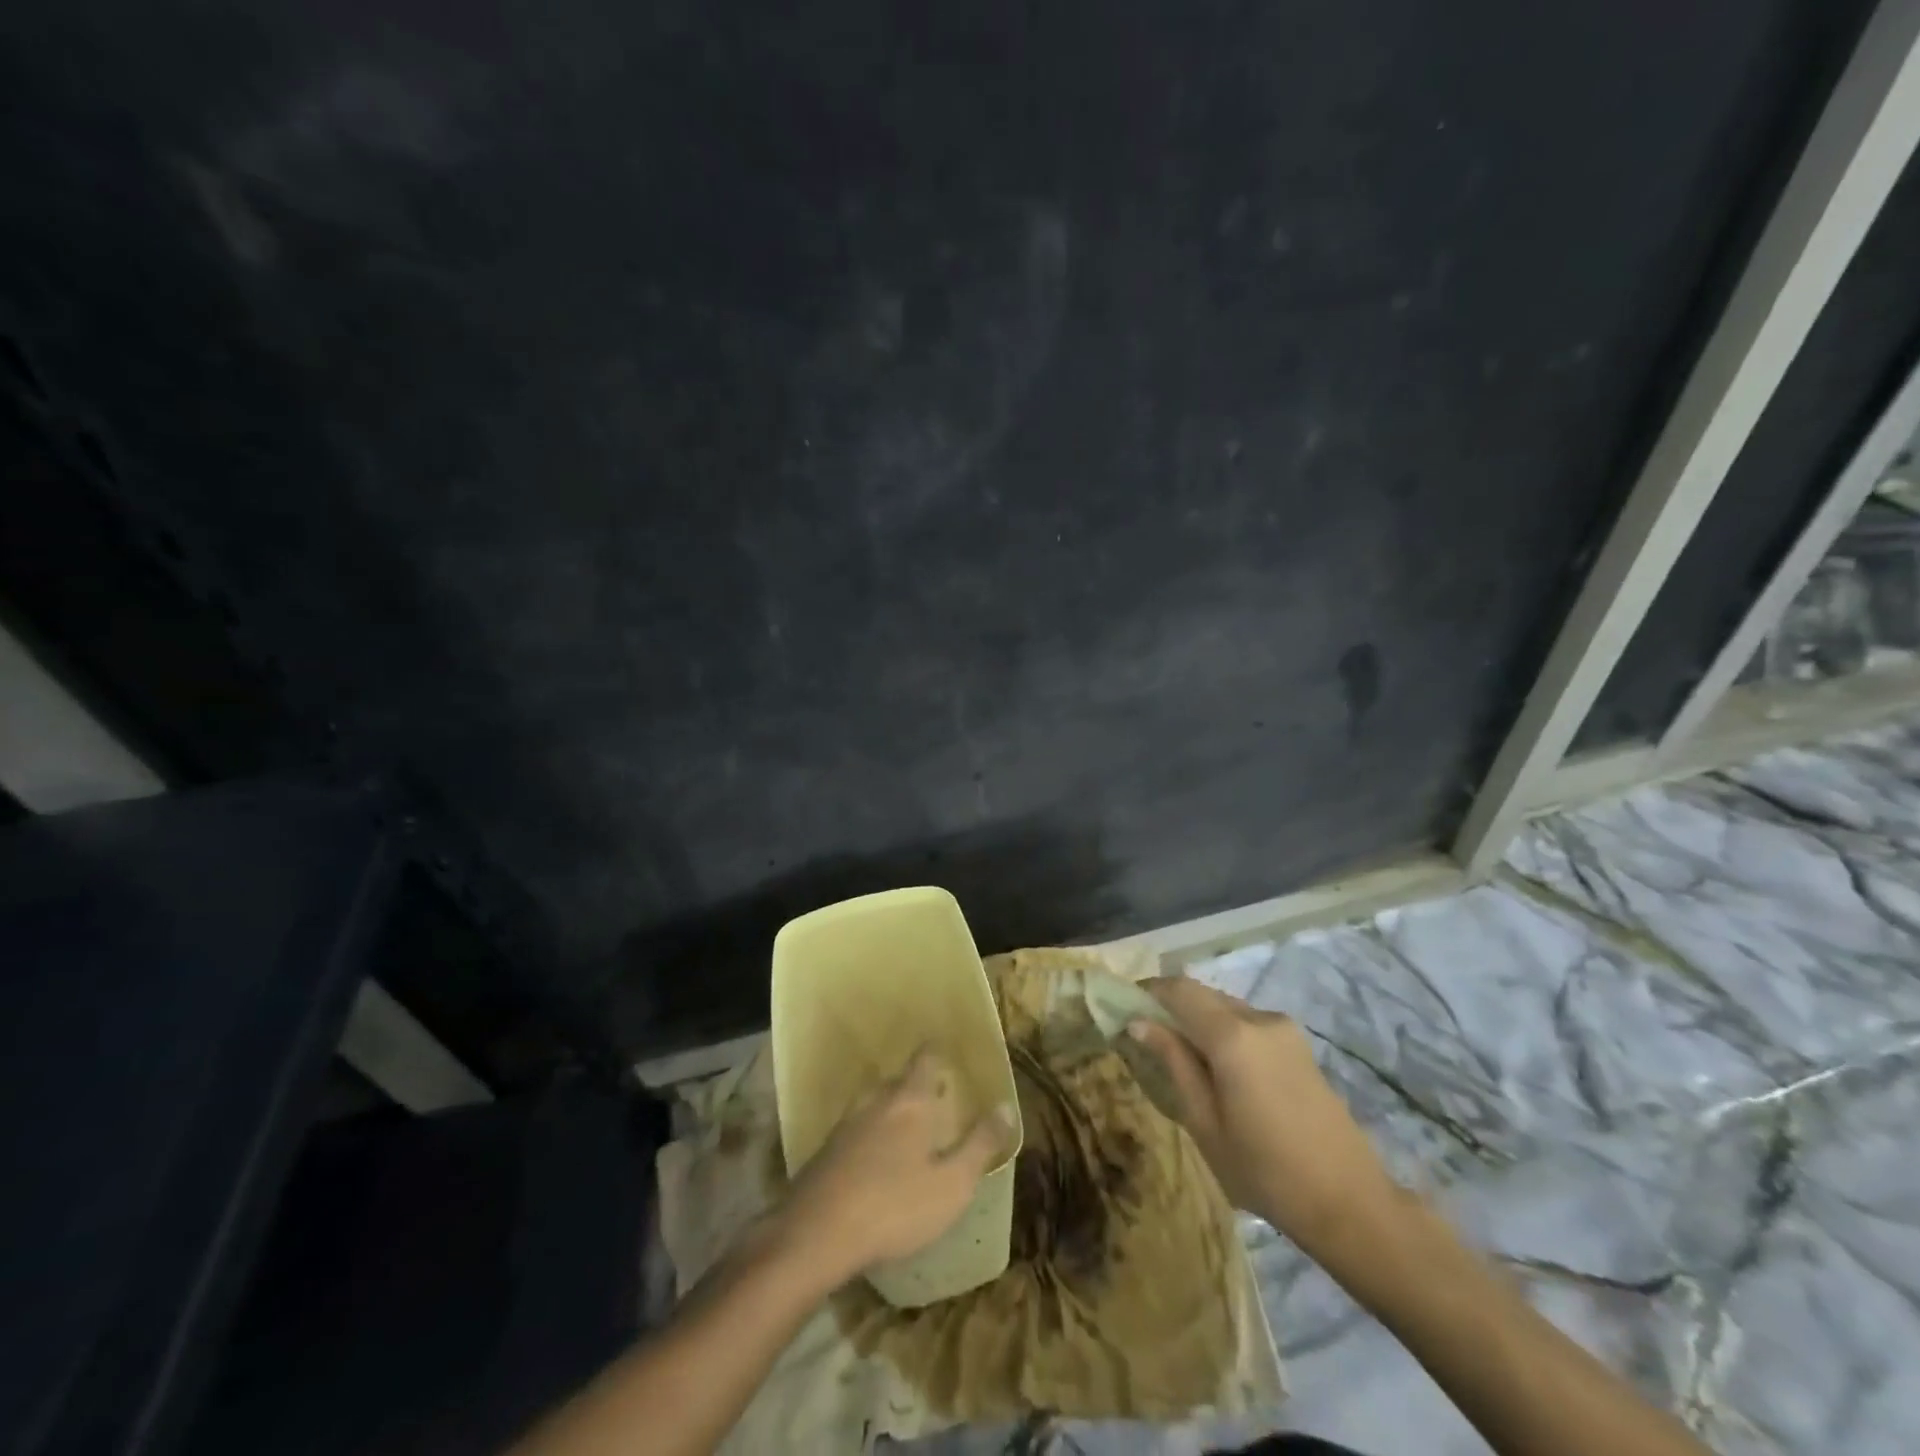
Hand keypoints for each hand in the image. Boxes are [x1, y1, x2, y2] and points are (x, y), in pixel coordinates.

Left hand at [777, 1047, 1014, 1288]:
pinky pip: (855, 1130)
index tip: (947, 1054)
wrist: (816, 1234)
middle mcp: (877, 1100)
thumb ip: (980, 1145)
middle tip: (933, 1099)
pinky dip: (869, 1136)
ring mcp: (846, 1124)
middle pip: (898, 1080)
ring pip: (874, 1104)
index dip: (937, 1053)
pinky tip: (873, 1161)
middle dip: (915, 1086)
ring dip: (890, 1111)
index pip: (926, 1059)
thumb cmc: (895, 1206)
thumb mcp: (952, 1184)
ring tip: (905, 1130)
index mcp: (910, 1101)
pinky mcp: (825, 1150)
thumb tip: (1006, 1106)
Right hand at [1128, 978, 1399, 1258]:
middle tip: (1145, 1033)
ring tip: (1179, 1054)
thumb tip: (1139, 1023)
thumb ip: (1174, 1062)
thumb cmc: (1265, 1171)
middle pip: (1202, 993)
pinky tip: (1217, 1067)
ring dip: (1197, 1018)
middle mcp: (1258, 1018)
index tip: (1123, 1006)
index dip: (1147, 990)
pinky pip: (1247, 1022)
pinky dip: (1222, 1030)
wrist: (1350, 1202)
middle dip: (1170, 1005)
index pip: (1178, 989)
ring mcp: (1283, 1028)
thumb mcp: (1205, 1122)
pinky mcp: (1298, 1044)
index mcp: (1232, 1036)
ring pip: (1225, 1006)